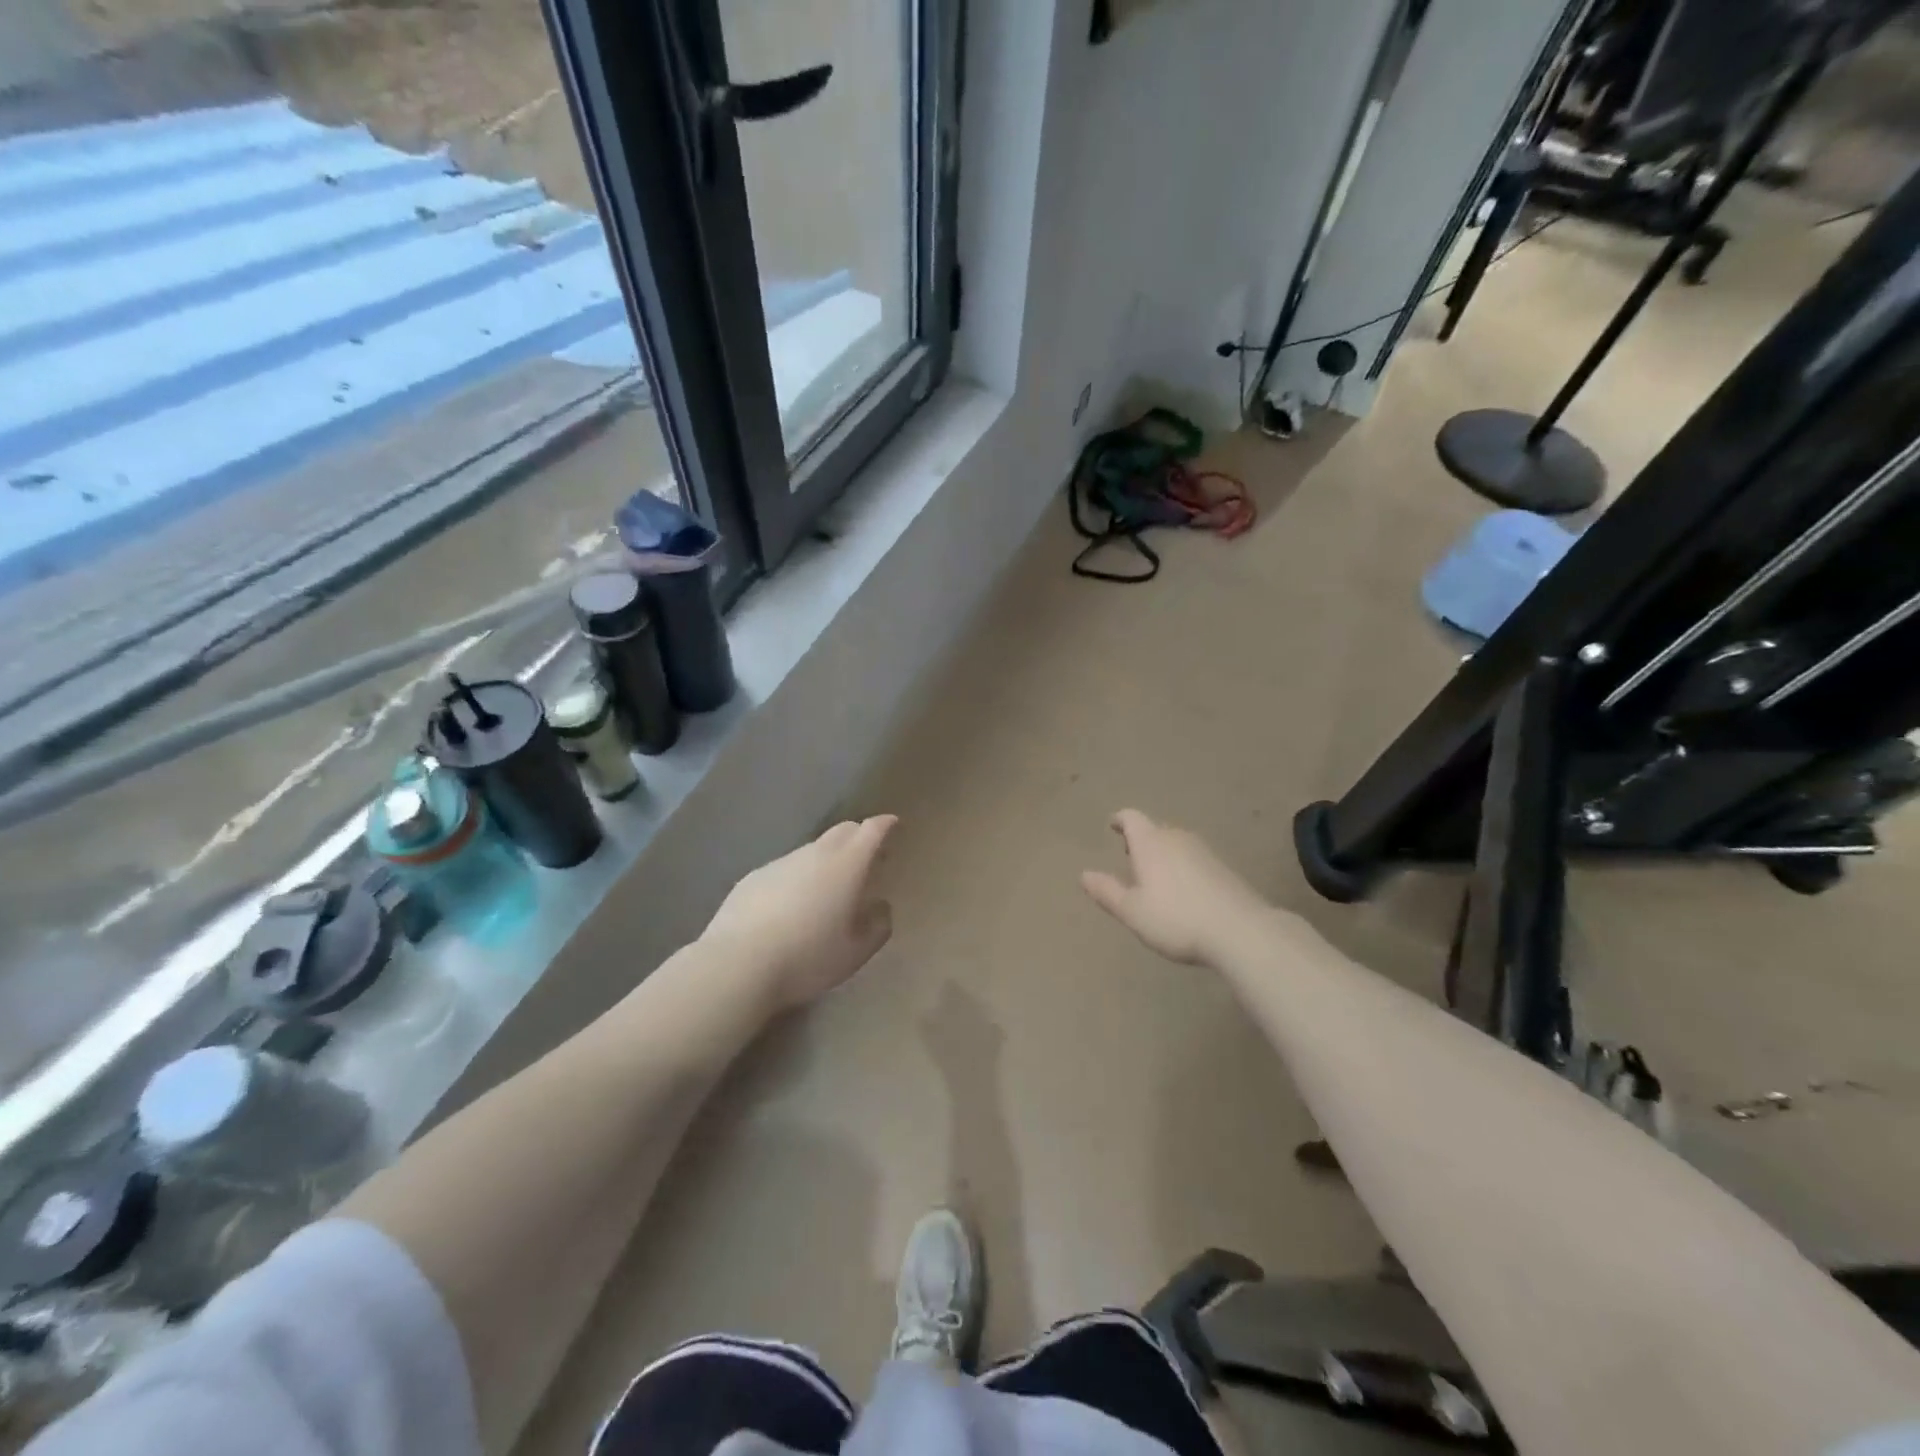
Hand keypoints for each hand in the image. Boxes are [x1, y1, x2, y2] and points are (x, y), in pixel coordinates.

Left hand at [701, 816, 896, 1008]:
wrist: (738, 964)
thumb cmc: (808, 957)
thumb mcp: (857, 952)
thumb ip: (878, 926)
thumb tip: (881, 907)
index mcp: (847, 865)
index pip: (871, 830)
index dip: (885, 825)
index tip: (893, 824)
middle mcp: (815, 854)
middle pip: (842, 831)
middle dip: (859, 836)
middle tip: (868, 856)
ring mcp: (781, 862)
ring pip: (812, 850)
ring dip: (827, 859)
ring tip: (829, 886)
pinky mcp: (753, 877)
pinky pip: (786, 869)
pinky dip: (798, 877)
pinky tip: (792, 904)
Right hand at [1081, 810, 1272, 966]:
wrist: (1240, 930)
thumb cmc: (1176, 919)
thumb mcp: (1132, 911)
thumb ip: (1107, 891)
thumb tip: (1084, 874)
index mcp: (1150, 843)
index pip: (1132, 818)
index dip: (1120, 819)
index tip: (1112, 824)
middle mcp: (1176, 838)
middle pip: (1155, 829)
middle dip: (1141, 838)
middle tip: (1129, 852)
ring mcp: (1204, 851)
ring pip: (1176, 842)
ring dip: (1162, 852)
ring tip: (1154, 873)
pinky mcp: (1223, 868)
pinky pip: (1194, 858)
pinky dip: (1182, 865)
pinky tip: (1183, 889)